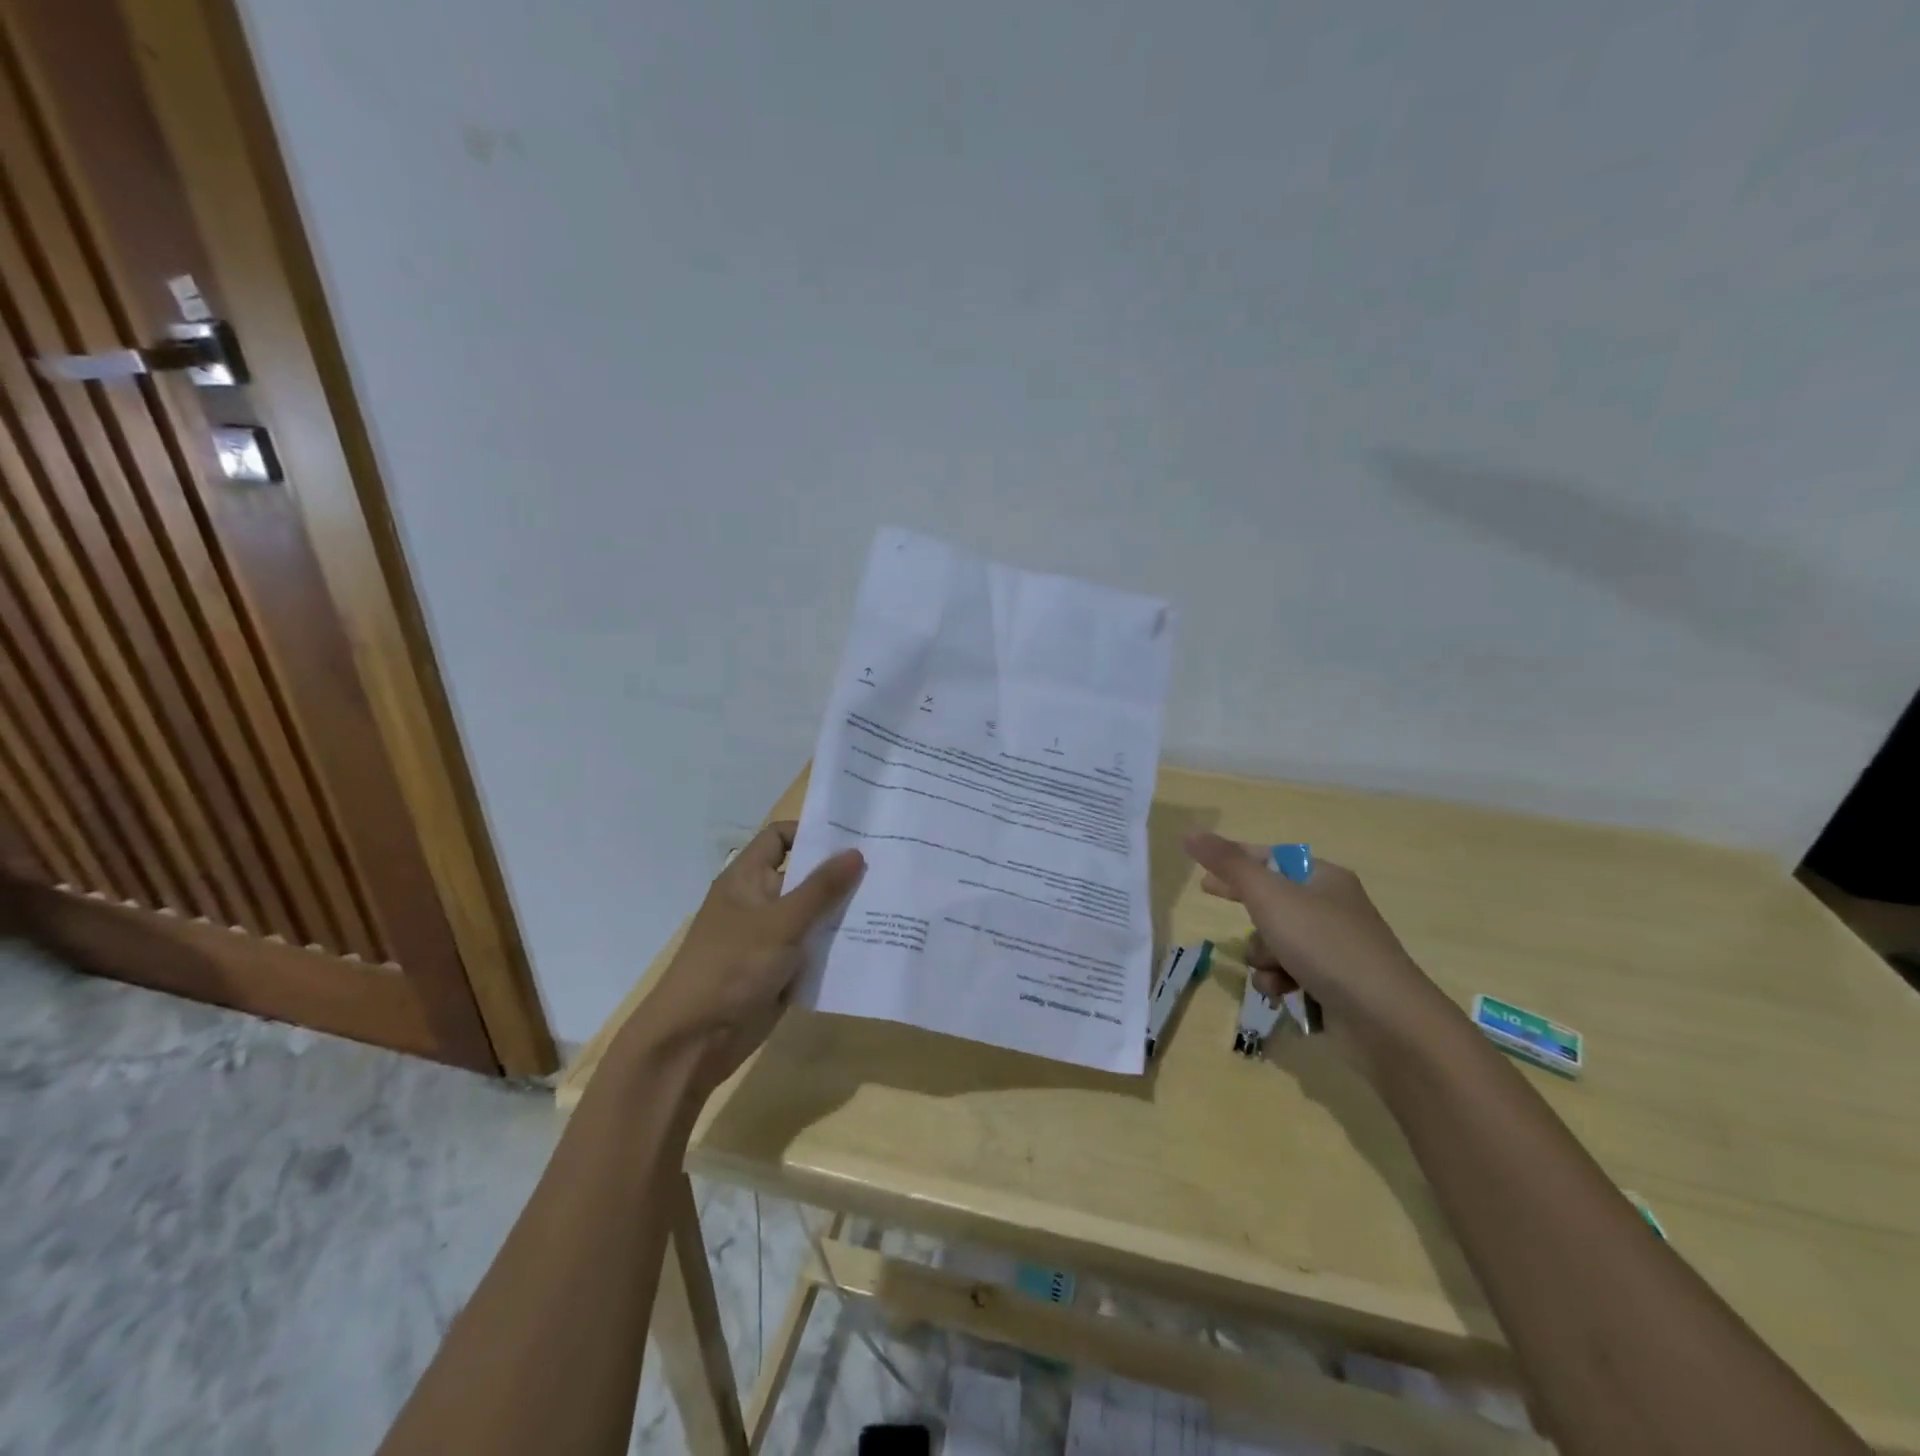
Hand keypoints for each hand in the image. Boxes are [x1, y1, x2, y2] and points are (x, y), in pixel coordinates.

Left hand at [617, 822, 863, 1099]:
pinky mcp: (781, 970)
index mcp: (747, 878)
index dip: (812, 832)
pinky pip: (814, 948)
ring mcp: (770, 937)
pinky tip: (874, 941)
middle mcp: (758, 901)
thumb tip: (857, 852)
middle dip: (840, 873)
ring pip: (813, 914)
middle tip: (888, 866)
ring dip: (843, 911)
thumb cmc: (731, 967)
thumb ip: (821, 888)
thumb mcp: (781, 923)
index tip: (855, 836)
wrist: (695, 1041)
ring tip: (891, 901)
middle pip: (803, 875)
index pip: (780, 837)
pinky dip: (837, 945)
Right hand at [1183, 832, 1451, 1049]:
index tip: (1205, 872)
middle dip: (1247, 910)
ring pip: (1275, 941)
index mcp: (1323, 878)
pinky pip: (1289, 974)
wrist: (1386, 1019)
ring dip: (1262, 955)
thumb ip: (1227, 864)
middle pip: (1272, 900)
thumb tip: (1190, 833)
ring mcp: (1334, 949)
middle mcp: (1331, 908)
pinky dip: (1279, 982)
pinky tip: (1284, 993)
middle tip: (1211, 898)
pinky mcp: (1334, 985)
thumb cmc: (1325, 944)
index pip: (1270, 858)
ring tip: (1272, 969)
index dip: (1235, 861)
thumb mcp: (1269, 896)